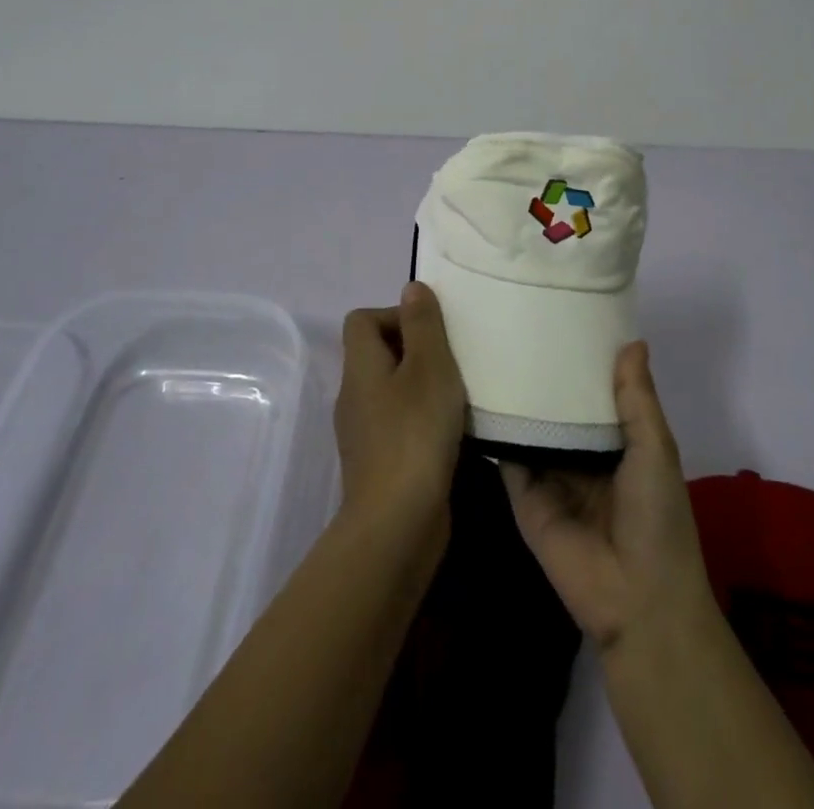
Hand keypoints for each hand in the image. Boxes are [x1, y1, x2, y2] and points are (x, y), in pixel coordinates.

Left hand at [334, 281, 467, 542]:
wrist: (397, 524)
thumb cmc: (415, 433)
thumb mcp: (429, 366)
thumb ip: (423, 324)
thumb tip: (411, 288)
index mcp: (360, 367)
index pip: (362, 319)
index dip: (395, 315)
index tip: (431, 333)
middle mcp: (354, 395)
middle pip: (378, 353)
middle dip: (416, 350)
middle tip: (453, 361)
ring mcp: (364, 433)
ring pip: (392, 390)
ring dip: (423, 386)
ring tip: (458, 395)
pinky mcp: (380, 463)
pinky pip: (399, 424)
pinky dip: (423, 420)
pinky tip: (452, 432)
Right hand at [501, 341, 715, 654]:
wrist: (637, 599)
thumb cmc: (657, 517)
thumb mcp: (655, 449)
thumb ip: (637, 399)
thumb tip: (632, 340)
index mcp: (618, 442)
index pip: (595, 392)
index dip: (583, 360)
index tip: (562, 315)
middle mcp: (581, 454)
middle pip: (558, 407)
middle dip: (544, 374)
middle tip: (517, 321)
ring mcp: (550, 475)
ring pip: (531, 426)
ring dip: (517, 397)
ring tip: (491, 344)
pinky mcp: (523, 496)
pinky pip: (507, 457)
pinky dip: (495, 429)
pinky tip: (475, 391)